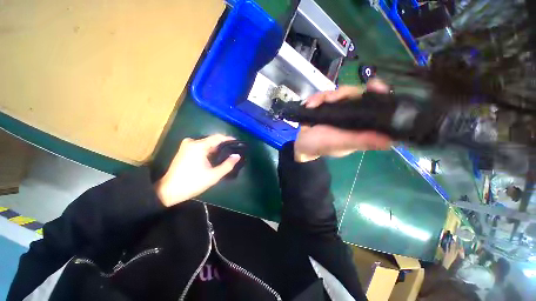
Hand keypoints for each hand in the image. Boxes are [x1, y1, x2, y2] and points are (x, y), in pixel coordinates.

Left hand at [155, 135, 239, 206]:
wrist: (169, 190)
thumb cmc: (192, 183)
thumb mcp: (213, 176)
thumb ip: (227, 165)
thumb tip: (237, 156)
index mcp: (199, 146)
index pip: (218, 137)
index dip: (229, 139)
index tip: (238, 143)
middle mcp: (192, 141)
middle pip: (212, 140)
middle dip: (223, 145)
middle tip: (233, 151)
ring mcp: (187, 145)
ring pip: (207, 143)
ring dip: (216, 148)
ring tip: (226, 155)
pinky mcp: (184, 150)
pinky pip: (201, 146)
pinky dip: (209, 150)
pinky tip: (214, 157)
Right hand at [294, 79, 392, 160]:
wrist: (299, 143)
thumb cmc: (319, 145)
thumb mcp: (339, 144)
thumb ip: (359, 141)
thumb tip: (389, 141)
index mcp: (359, 125)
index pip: (375, 106)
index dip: (377, 94)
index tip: (373, 86)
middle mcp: (351, 115)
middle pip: (355, 94)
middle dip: (342, 94)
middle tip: (329, 99)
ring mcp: (337, 110)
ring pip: (338, 92)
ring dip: (324, 97)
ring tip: (313, 105)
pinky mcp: (325, 106)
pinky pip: (324, 95)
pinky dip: (315, 98)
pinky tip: (310, 105)